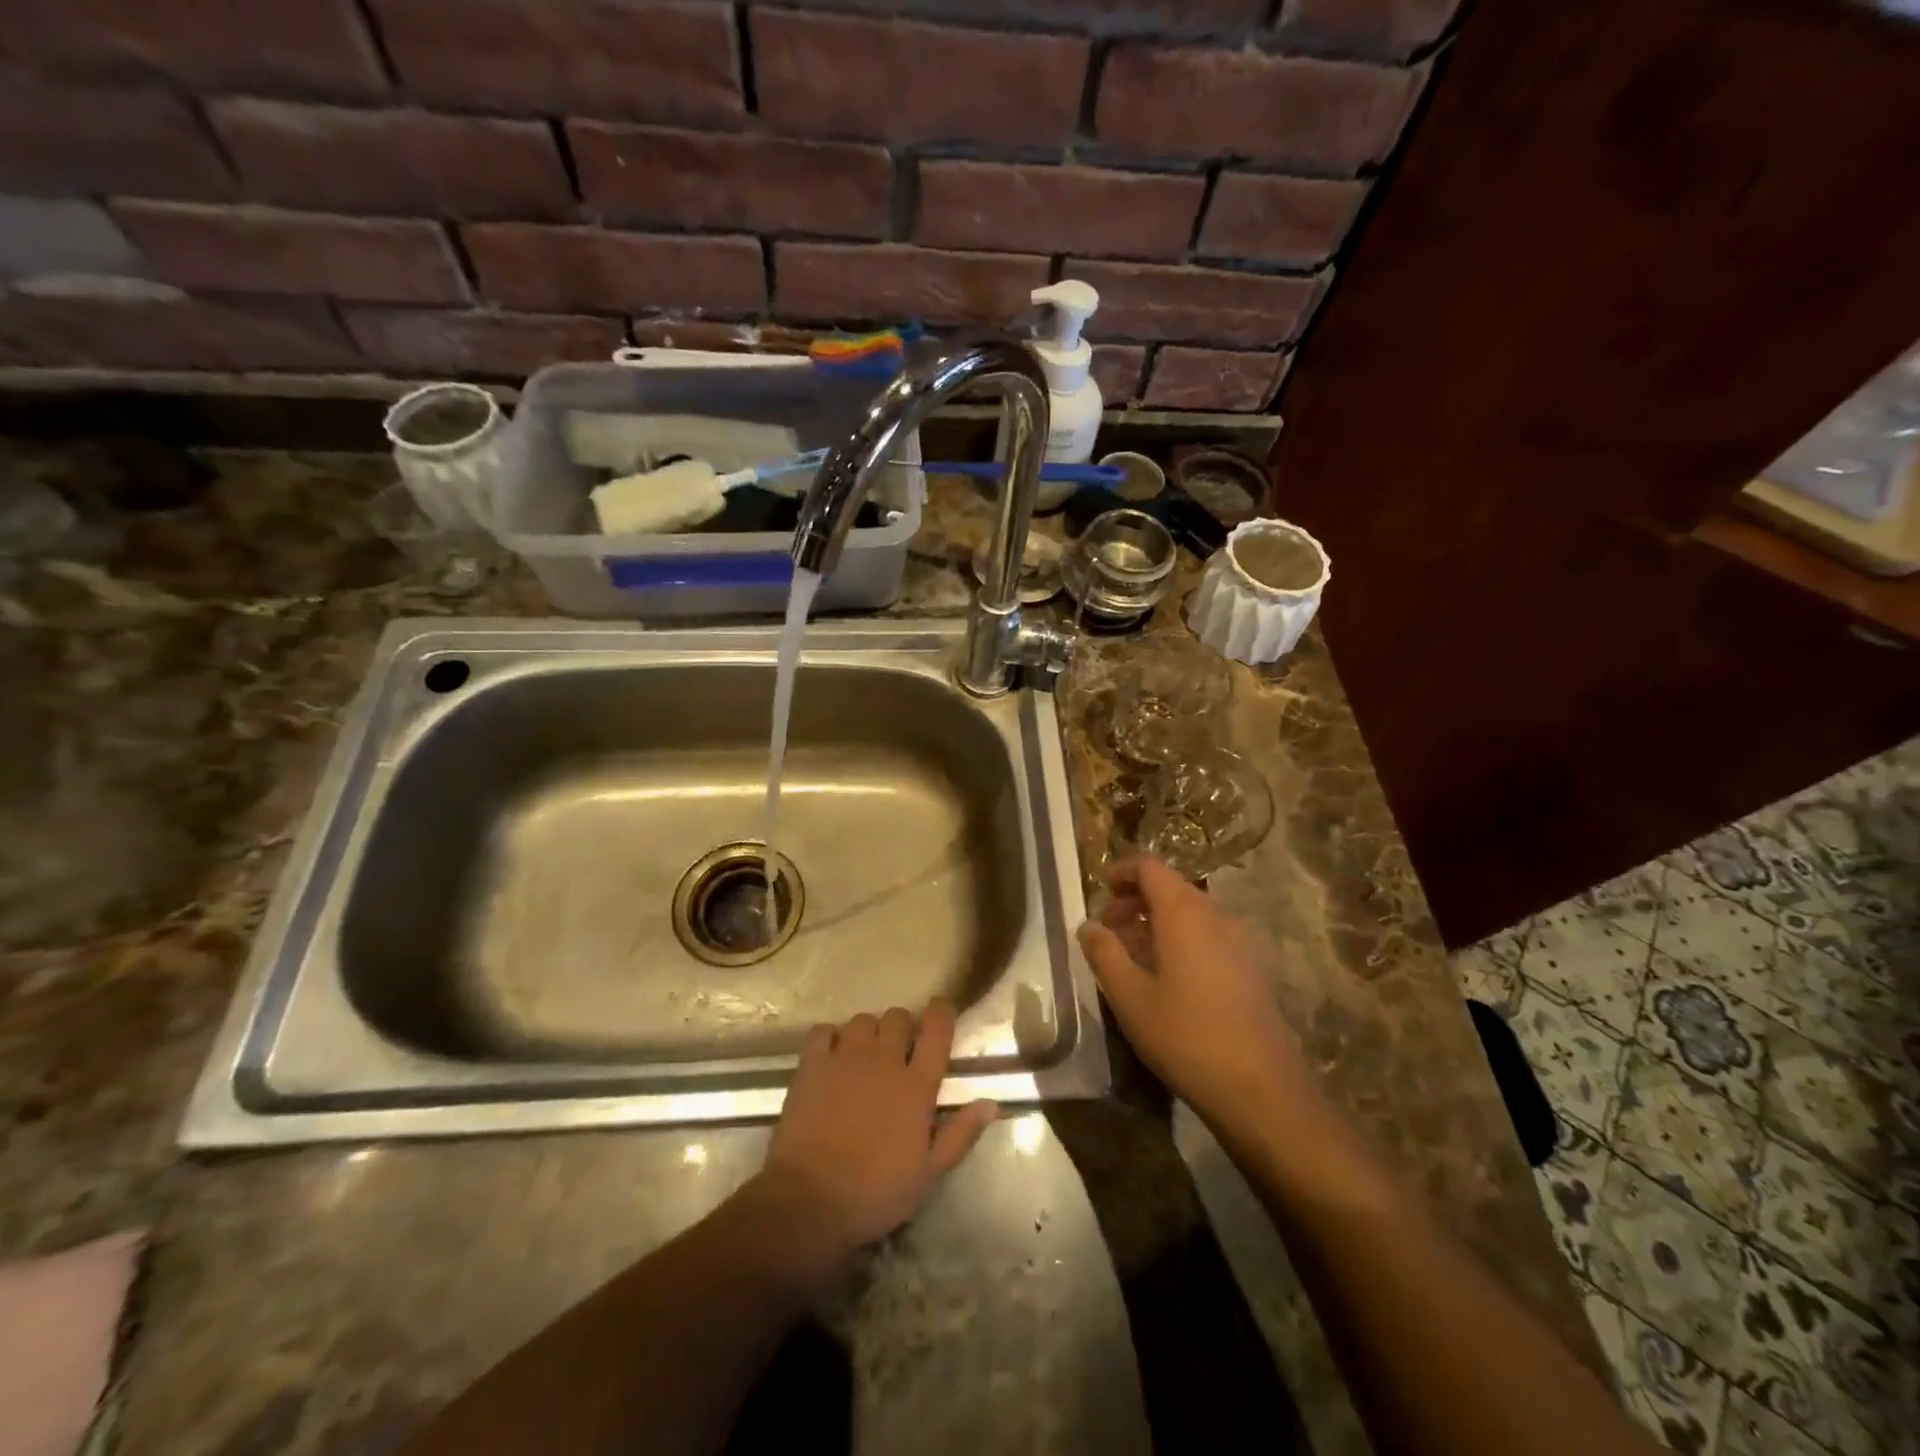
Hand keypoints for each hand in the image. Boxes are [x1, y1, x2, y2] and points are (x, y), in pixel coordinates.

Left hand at [754, 999, 997, 1272]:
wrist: (810, 1201)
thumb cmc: (876, 1192)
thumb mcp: (928, 1173)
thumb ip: (960, 1134)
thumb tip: (990, 1102)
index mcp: (916, 1084)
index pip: (937, 1029)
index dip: (942, 1013)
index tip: (941, 1014)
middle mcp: (883, 1060)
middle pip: (898, 1017)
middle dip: (903, 1027)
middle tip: (900, 1050)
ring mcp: (845, 1058)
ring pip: (863, 1020)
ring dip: (869, 1031)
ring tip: (866, 1054)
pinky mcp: (812, 1065)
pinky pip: (824, 1031)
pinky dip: (831, 1037)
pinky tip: (832, 1056)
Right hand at [1078, 857, 1318, 1129]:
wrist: (1261, 1088)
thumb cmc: (1185, 1036)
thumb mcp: (1129, 996)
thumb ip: (1104, 953)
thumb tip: (1087, 925)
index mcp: (1183, 912)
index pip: (1149, 867)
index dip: (1122, 872)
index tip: (1100, 892)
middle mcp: (1215, 914)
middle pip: (1170, 887)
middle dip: (1135, 901)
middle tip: (1109, 931)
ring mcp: (1239, 940)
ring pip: (1190, 913)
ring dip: (1157, 923)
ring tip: (1132, 958)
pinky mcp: (1251, 966)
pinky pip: (1208, 935)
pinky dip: (1181, 940)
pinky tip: (1167, 979)